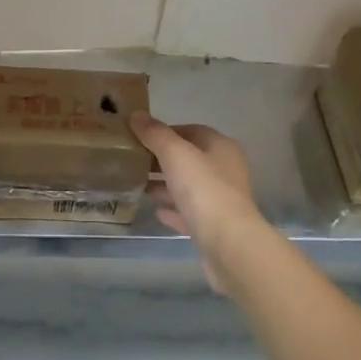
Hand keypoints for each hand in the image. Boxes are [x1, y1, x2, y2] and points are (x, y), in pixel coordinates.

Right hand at [130, 115, 262, 294]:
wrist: (228, 244)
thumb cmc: (203, 190)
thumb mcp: (175, 154)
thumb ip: (155, 134)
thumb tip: (136, 115)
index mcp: (221, 147)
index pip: (191, 130)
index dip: (165, 131)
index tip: (138, 136)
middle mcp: (225, 170)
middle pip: (189, 158)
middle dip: (161, 159)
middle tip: (132, 160)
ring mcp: (221, 200)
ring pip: (188, 186)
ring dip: (165, 184)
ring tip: (137, 183)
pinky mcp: (214, 227)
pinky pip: (189, 212)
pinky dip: (173, 209)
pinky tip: (155, 210)